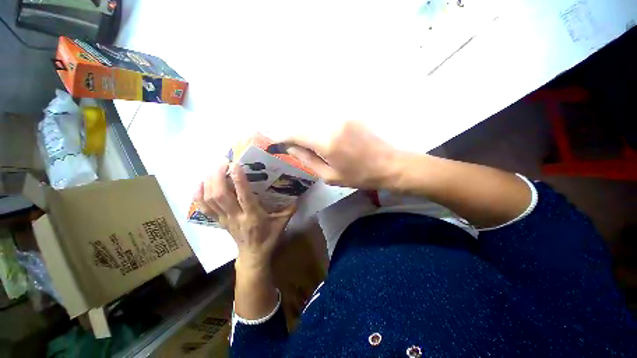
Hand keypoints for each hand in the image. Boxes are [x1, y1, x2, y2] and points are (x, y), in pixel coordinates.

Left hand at [195, 161, 295, 268]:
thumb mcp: (282, 223)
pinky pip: (204, 208)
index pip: (244, 196)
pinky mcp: (219, 221)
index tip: (235, 164)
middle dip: (218, 176)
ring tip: (214, 168)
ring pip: (210, 200)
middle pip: (221, 195)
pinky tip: (201, 183)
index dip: (238, 179)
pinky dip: (199, 195)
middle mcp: (236, 216)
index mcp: (253, 216)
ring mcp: (225, 219)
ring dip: (209, 182)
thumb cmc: (268, 238)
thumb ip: (290, 209)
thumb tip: (298, 196)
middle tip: (223, 162)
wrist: (253, 255)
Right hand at [283, 121, 401, 188]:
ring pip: (314, 119)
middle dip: (295, 134)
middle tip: (292, 145)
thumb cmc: (359, 176)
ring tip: (306, 142)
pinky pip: (326, 118)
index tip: (277, 143)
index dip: (284, 137)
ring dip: (307, 130)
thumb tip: (290, 148)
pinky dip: (319, 126)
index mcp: (327, 142)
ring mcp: (342, 116)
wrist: (389, 164)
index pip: (296, 134)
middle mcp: (332, 123)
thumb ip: (307, 160)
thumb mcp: (330, 176)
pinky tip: (322, 137)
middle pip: (304, 124)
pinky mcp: (350, 115)